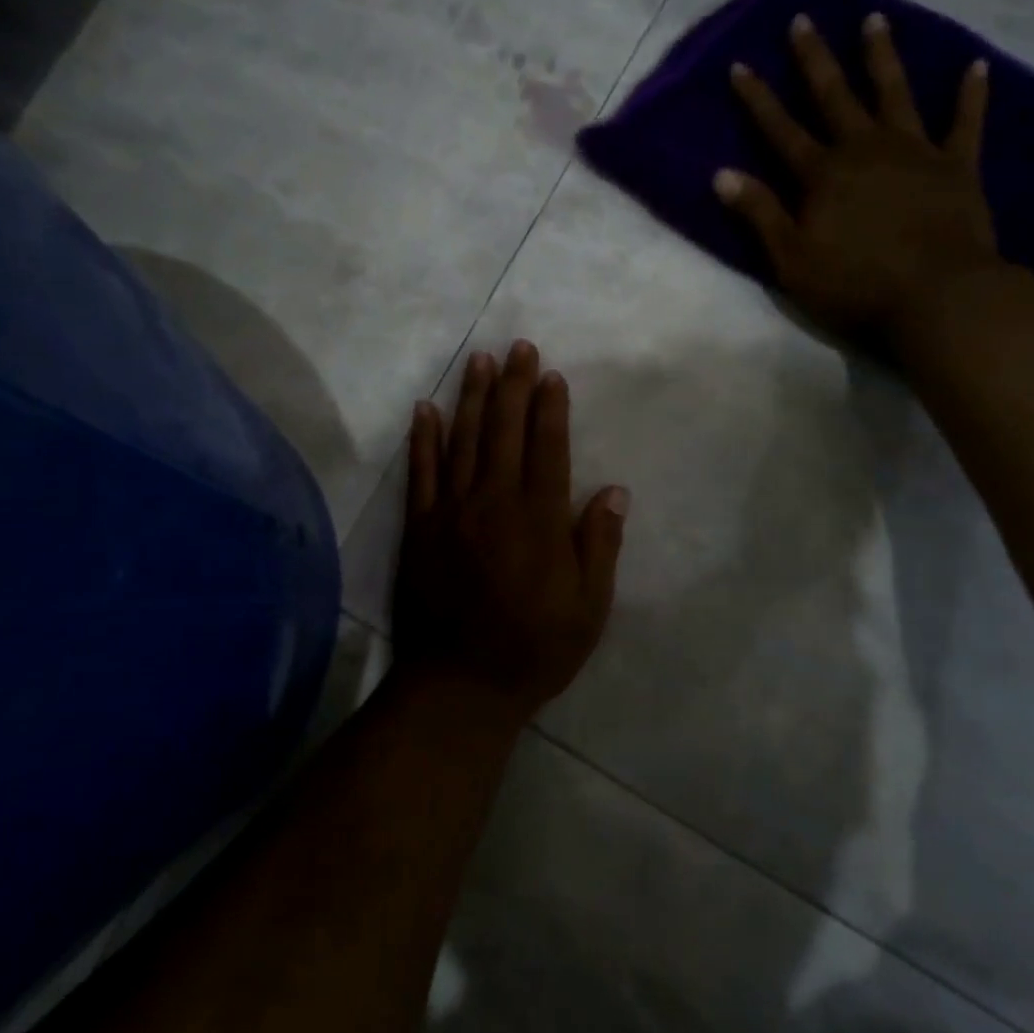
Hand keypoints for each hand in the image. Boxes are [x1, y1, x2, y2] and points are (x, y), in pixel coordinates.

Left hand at [393, 341, 628, 724]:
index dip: (550, 408)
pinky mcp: (420, 528)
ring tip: (477, 361)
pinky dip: (423, 439)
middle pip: (504, 431)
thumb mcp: (589, 608)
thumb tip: (614, 491)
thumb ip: (599, 545)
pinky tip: (425, 409)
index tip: (550, 375)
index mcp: (539, 519)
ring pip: (462, 441)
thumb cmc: (534, 649)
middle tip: (518, 347)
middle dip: (513, 386)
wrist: (460, 685)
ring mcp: (451, 512)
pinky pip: (421, 473)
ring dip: (471, 398)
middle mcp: (494, 503)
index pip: (547, 447)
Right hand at [715, 11, 1002, 345]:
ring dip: (882, 57)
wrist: (936, 297)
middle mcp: (865, 150)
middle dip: (815, 59)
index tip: (741, 64)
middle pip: (835, 97)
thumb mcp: (791, 259)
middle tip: (804, 20)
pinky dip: (970, 94)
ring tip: (874, 19)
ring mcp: (914, 152)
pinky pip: (965, 122)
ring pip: (895, 93)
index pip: (780, 130)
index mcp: (822, 175)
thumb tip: (720, 174)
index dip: (758, 98)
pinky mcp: (956, 166)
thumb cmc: (854, 285)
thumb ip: (759, 214)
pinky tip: (975, 66)